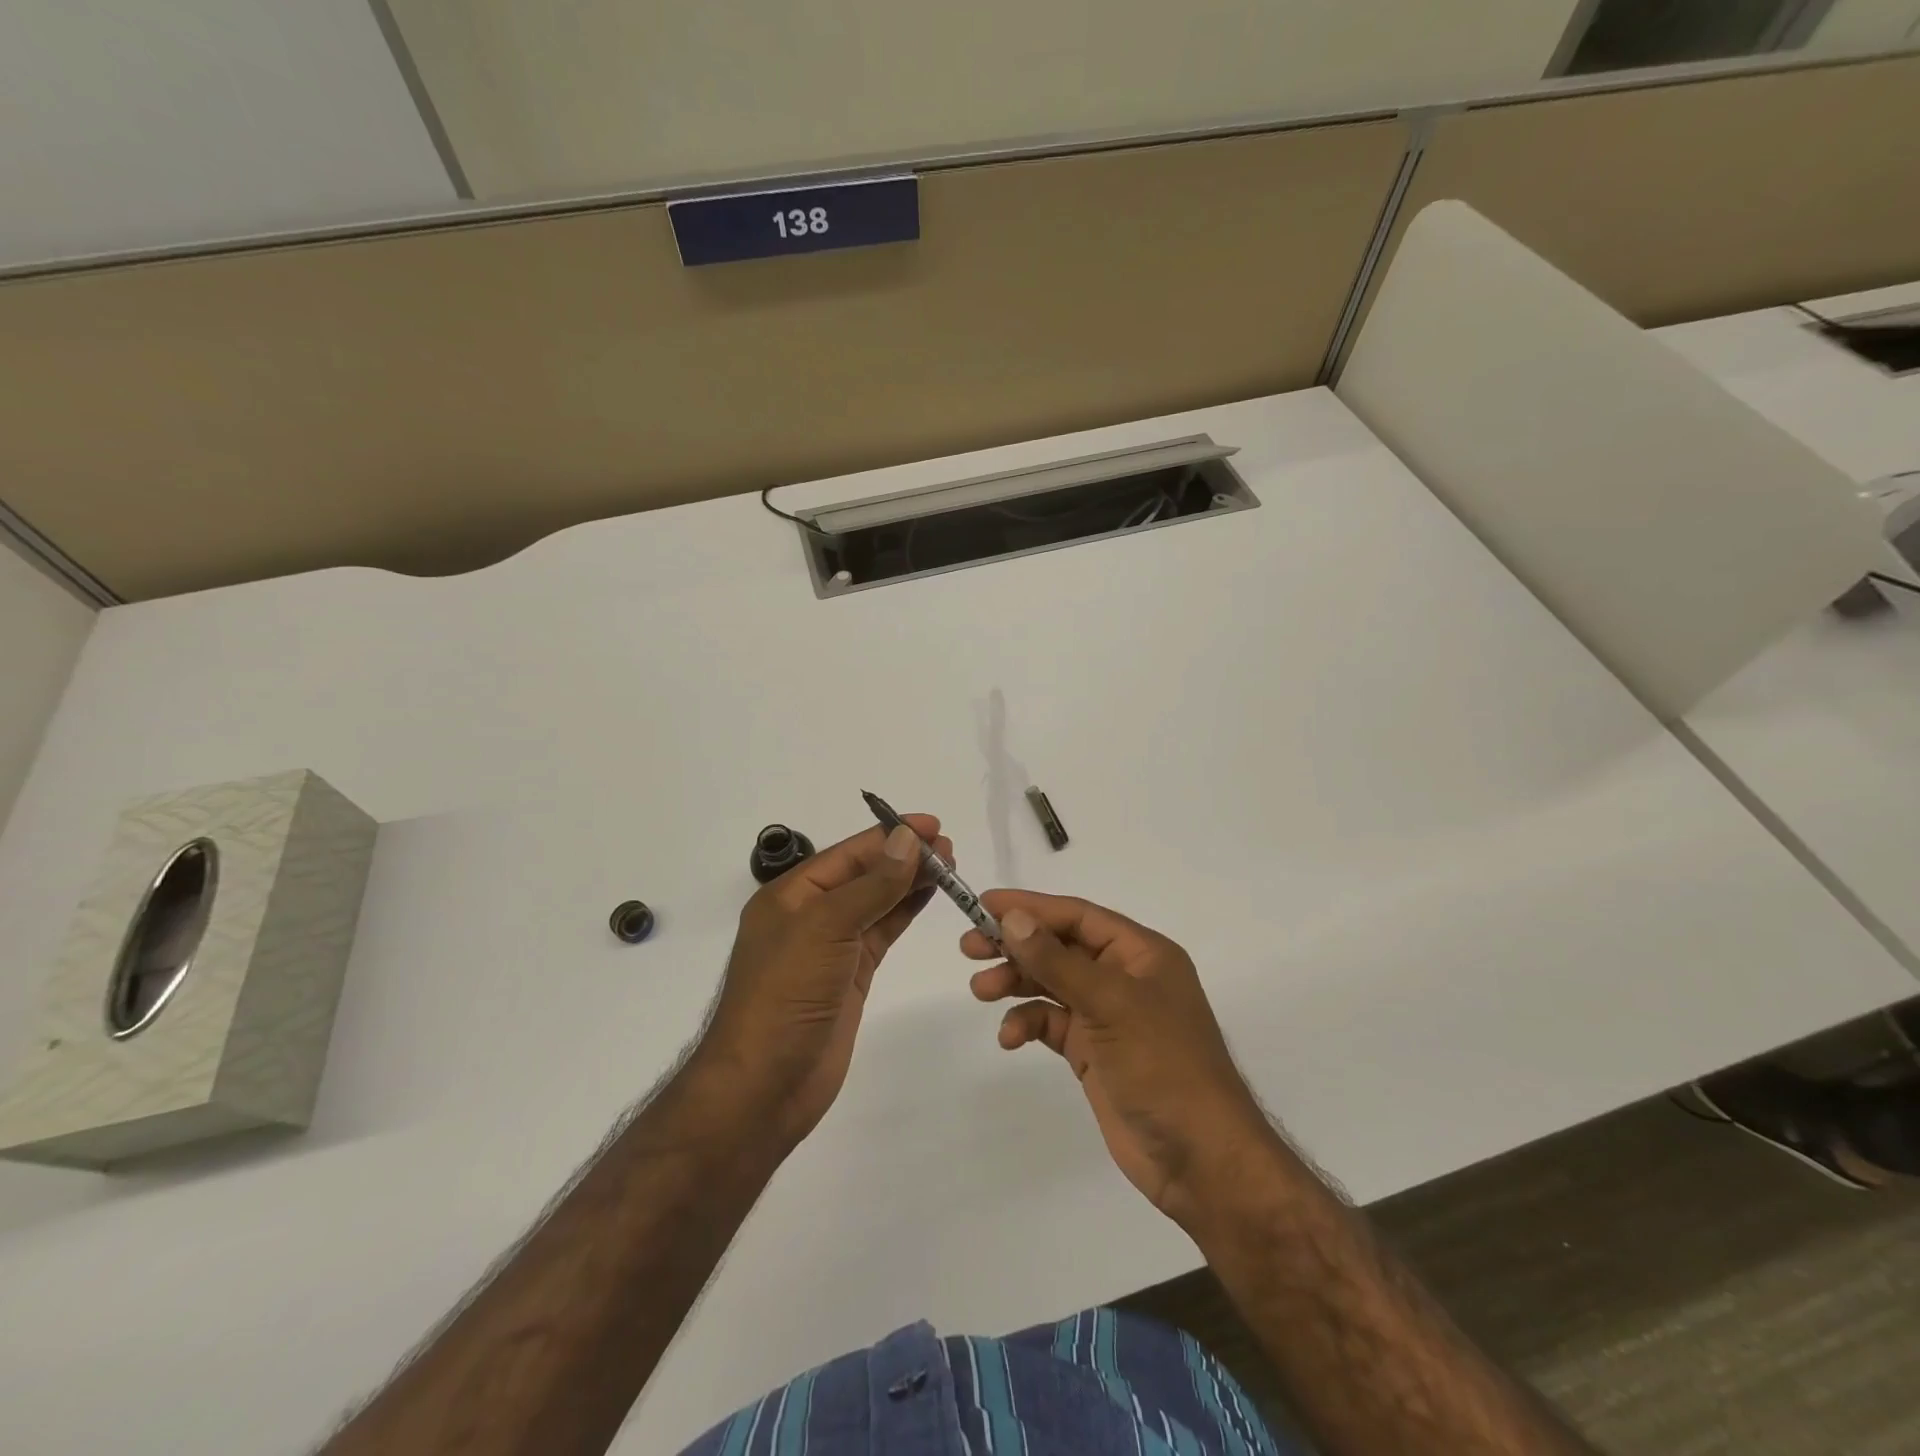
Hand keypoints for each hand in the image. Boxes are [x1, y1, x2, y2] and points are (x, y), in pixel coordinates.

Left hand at [700, 816, 949, 1148]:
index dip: (890, 835)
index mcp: (791, 895)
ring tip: (949, 867)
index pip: (849, 853)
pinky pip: (882, 933)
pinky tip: (928, 897)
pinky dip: (905, 912)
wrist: (763, 1086)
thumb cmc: (785, 995)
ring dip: (909, 882)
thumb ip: (871, 885)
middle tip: (950, 848)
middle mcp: (810, 915)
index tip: (933, 825)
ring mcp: (831, 947)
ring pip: (877, 902)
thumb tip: (907, 839)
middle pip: (864, 874)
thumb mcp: (825, 928)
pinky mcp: (850, 976)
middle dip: (904, 857)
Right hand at [963, 890, 1274, 1232]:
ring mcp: (1108, 1016)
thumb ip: (1057, 961)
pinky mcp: (1093, 1051)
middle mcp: (1123, 977)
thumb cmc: (1163, 1066)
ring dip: (1016, 982)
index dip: (1030, 907)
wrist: (1200, 1159)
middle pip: (1060, 947)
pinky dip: (1028, 1024)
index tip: (984, 903)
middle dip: (1016, 945)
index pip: (1077, 915)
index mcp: (1140, 953)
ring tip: (981, 990)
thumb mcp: (1110, 1004)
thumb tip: (1012, 918)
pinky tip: (1009, 1037)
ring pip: (1051, 984)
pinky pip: (1052, 1024)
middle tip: (969, 947)